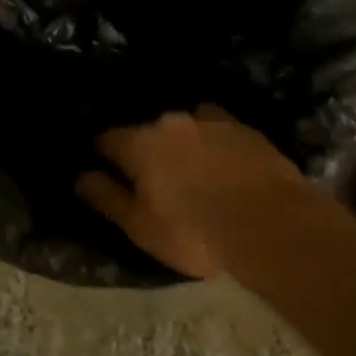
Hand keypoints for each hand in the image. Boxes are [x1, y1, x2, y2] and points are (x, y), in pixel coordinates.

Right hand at [76, 106, 331, 277]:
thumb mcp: (142, 227)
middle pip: (148, 131)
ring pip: (186, 127)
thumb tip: (82, 177)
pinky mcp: (246, 129)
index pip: (108, 140)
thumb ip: (108, 198)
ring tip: (194, 171)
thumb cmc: (196, 233)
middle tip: (156, 181)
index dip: (103, 156)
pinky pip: (220, 131)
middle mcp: (172, 122)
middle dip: (147, 150)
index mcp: (140, 143)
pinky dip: (216, 145)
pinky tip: (226, 167)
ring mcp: (212, 121)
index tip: (106, 172)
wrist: (273, 226)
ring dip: (184, 144)